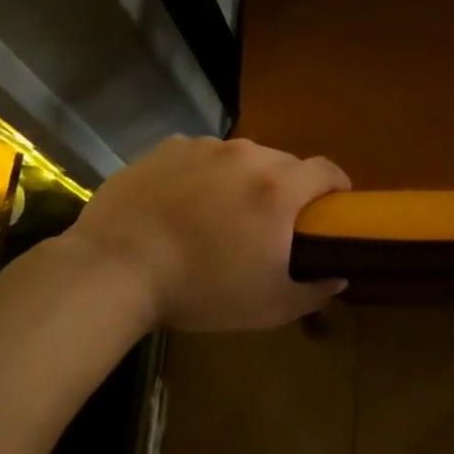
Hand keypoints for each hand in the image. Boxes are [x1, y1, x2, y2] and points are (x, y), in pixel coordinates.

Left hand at [66, 135, 349, 330]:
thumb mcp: (270, 306)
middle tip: (273, 221)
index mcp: (279, 188)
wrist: (114, 268)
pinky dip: (205, 174)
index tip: (333, 206)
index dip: (337, 185)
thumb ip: (314, 291)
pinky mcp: (166, 148)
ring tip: (224, 212)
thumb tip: (338, 277)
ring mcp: (203, 147)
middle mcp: (247, 156)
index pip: (327, 170)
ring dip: (245, 179)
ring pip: (242, 157)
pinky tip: (185, 203)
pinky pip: (201, 156)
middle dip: (289, 187)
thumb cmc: (201, 289)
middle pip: (284, 162)